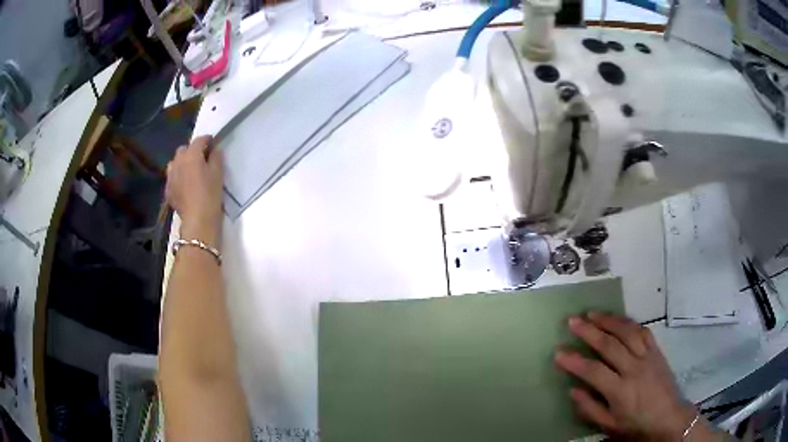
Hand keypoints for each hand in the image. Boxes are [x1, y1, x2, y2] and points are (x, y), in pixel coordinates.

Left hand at [165, 135, 223, 248]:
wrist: (198, 220)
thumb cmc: (210, 194)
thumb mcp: (219, 173)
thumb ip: (216, 157)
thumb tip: (214, 150)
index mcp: (191, 155)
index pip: (199, 140)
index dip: (207, 140)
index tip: (214, 144)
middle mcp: (178, 162)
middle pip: (184, 149)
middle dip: (192, 151)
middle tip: (201, 159)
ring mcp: (170, 176)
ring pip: (175, 163)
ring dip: (182, 163)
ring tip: (190, 171)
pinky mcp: (168, 190)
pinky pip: (172, 177)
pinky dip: (178, 177)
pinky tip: (184, 185)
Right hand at [555, 313, 697, 440]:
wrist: (669, 418)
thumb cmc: (637, 425)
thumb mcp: (610, 425)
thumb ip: (590, 408)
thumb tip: (572, 390)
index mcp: (621, 391)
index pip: (593, 371)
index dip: (574, 361)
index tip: (558, 352)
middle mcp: (634, 369)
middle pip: (609, 345)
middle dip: (589, 331)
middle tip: (572, 321)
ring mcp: (647, 357)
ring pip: (627, 332)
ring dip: (609, 320)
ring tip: (592, 313)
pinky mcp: (657, 351)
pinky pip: (643, 331)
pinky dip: (628, 323)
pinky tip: (618, 320)